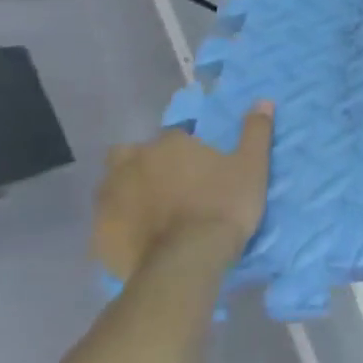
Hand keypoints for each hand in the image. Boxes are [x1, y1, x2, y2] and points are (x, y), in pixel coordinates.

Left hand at [93, 103, 273, 279]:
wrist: (187, 261)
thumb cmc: (223, 205)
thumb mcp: (252, 165)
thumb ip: (255, 131)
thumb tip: (263, 100)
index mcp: (167, 146)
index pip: (173, 136)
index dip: (186, 148)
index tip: (200, 165)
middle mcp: (130, 165)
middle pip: (128, 155)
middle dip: (142, 163)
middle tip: (168, 182)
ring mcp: (109, 201)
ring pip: (112, 187)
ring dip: (128, 192)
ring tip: (154, 212)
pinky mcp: (98, 235)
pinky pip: (107, 223)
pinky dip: (120, 226)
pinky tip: (140, 238)